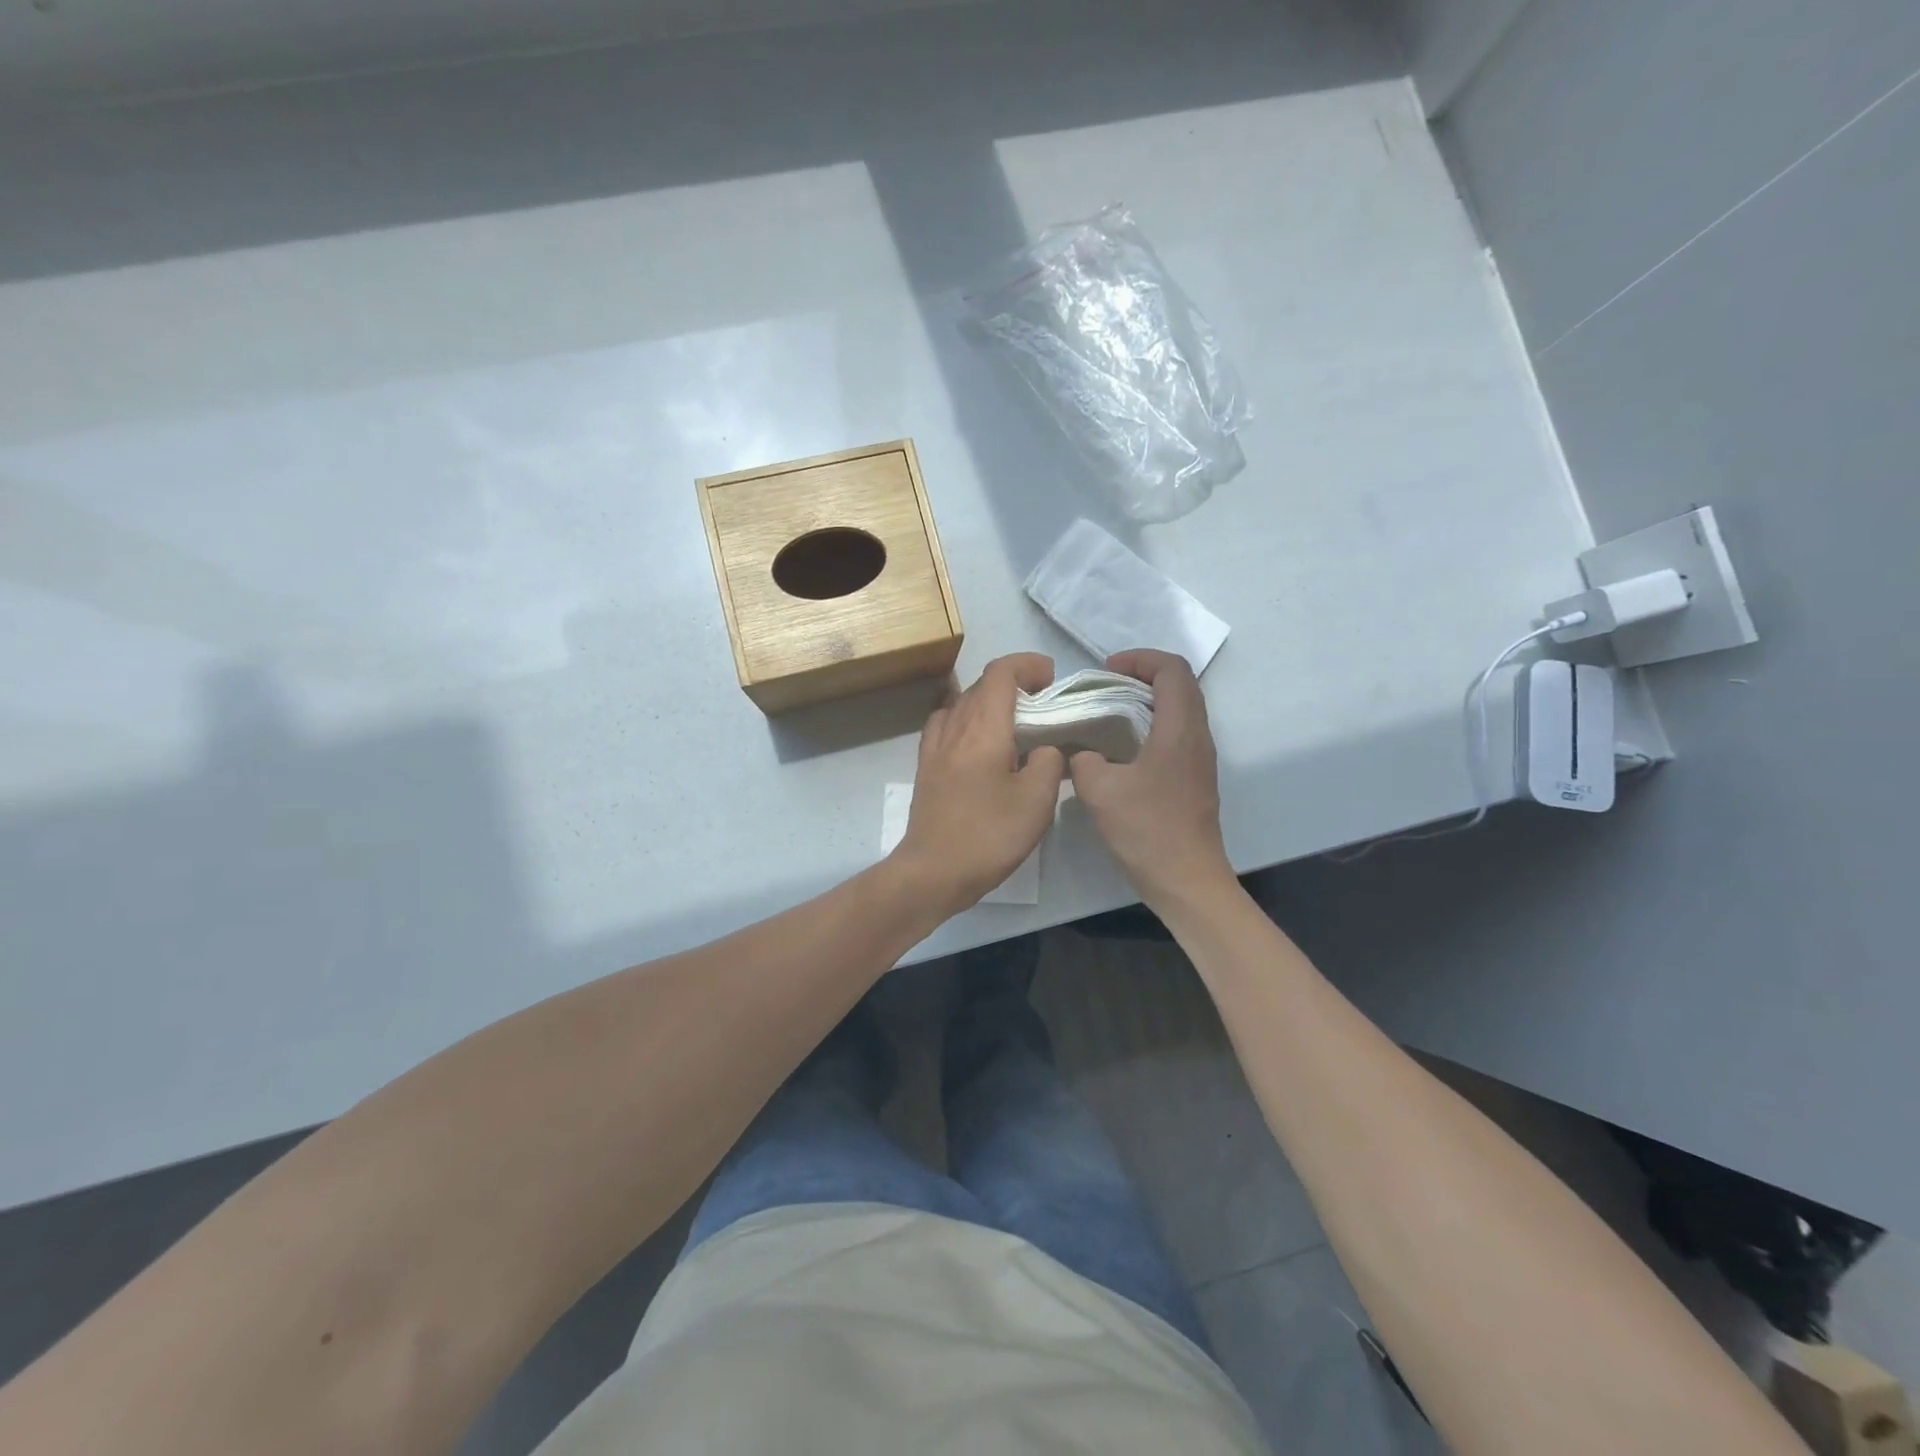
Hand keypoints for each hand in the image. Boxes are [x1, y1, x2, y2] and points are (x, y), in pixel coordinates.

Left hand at [893, 653, 1065, 914]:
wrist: (933, 871)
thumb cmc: (988, 835)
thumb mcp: (1036, 801)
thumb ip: (1048, 762)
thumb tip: (1045, 749)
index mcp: (983, 728)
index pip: (1001, 673)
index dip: (1028, 665)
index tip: (1051, 677)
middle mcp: (954, 727)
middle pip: (980, 684)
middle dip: (1013, 681)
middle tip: (1042, 702)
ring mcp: (935, 747)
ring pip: (961, 702)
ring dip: (988, 700)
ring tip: (1012, 721)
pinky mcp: (926, 767)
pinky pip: (945, 724)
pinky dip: (965, 718)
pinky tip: (978, 741)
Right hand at [1068, 649, 1232, 905]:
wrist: (1186, 880)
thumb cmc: (1147, 830)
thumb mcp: (1099, 790)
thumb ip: (1083, 759)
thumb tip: (1081, 752)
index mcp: (1180, 729)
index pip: (1172, 670)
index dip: (1140, 658)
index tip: (1107, 670)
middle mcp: (1197, 737)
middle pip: (1180, 685)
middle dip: (1142, 675)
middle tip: (1105, 686)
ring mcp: (1200, 759)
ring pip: (1180, 710)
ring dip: (1147, 701)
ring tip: (1109, 713)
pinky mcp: (1195, 779)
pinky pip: (1176, 734)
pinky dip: (1150, 726)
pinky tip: (1121, 750)